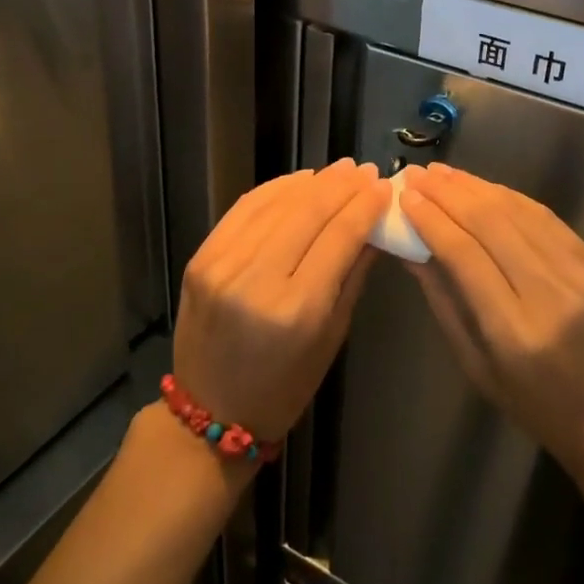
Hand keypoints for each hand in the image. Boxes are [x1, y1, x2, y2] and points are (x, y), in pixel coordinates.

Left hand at [173, 159, 389, 441]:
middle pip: (308, 213)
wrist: (209, 412)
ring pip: (276, 204)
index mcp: (297, 309)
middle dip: (342, 186)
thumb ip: (354, 275)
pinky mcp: (201, 258)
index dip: (364, 206)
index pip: (339, 237)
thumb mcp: (332, 337)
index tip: (383, 186)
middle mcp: (257, 281)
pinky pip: (244, 209)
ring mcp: (222, 266)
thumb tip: (375, 225)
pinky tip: (299, 181)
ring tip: (339, 170)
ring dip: (311, 181)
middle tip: (365, 170)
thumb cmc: (285, 386)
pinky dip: (275, 190)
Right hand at [398, 163, 583, 480]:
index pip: (465, 254)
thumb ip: (444, 300)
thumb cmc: (534, 404)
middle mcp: (550, 294)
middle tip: (417, 174)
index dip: (431, 219)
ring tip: (444, 173)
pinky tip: (484, 188)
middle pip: (491, 224)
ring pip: (519, 212)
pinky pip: (546, 218)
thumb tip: (411, 249)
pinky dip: (510, 198)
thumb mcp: (476, 364)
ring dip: (476, 187)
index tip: (405, 196)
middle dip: (448, 194)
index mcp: (514, 331)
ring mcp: (580, 273)